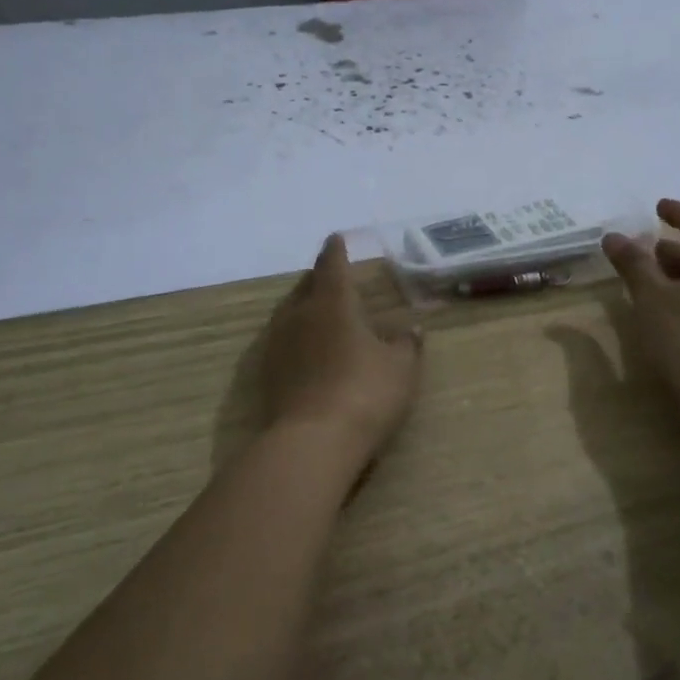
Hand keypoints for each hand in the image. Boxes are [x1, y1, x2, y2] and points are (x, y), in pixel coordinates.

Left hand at [260, 235, 422, 473]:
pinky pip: (282, 339)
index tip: (335, 238)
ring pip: (289, 311)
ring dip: (302, 304)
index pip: (333, 265)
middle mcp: (300, 314)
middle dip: (317, 277)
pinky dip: (294, 334)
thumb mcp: (400, 369)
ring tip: (315, 306)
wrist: (312, 441)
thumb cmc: (364, 393)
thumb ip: (406, 345)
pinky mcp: (267, 372)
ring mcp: (279, 343)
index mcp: (333, 302)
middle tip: (328, 273)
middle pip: (306, 286)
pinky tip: (303, 346)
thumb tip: (411, 329)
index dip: (336, 251)